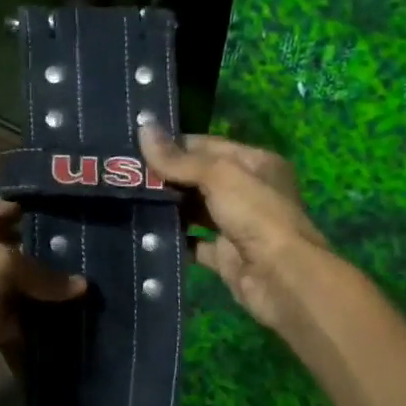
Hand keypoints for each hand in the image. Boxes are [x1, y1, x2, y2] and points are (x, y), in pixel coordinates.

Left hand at [0, 199, 85, 387]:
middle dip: (58, 255)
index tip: (80, 212)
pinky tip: (78, 320)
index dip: (41, 208)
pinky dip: (45, 322)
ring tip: (98, 289)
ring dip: (55, 291)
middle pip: (27, 250)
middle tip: (99, 255)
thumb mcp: (1, 264)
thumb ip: (43, 273)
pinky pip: (26, 318)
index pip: (12, 209)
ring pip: (30, 287)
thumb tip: (82, 286)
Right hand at [140, 125, 327, 330]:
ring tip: (127, 200)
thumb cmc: (255, 214)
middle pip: (199, 178)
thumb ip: (179, 159)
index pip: (207, 146)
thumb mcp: (219, 176)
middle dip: (165, 177)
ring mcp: (237, 226)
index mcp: (255, 163)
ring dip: (167, 207)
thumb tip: (142, 127)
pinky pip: (194, 244)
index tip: (135, 147)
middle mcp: (248, 192)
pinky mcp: (225, 256)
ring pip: (195, 211)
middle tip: (124, 175)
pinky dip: (174, 240)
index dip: (174, 145)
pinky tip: (145, 234)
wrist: (281, 278)